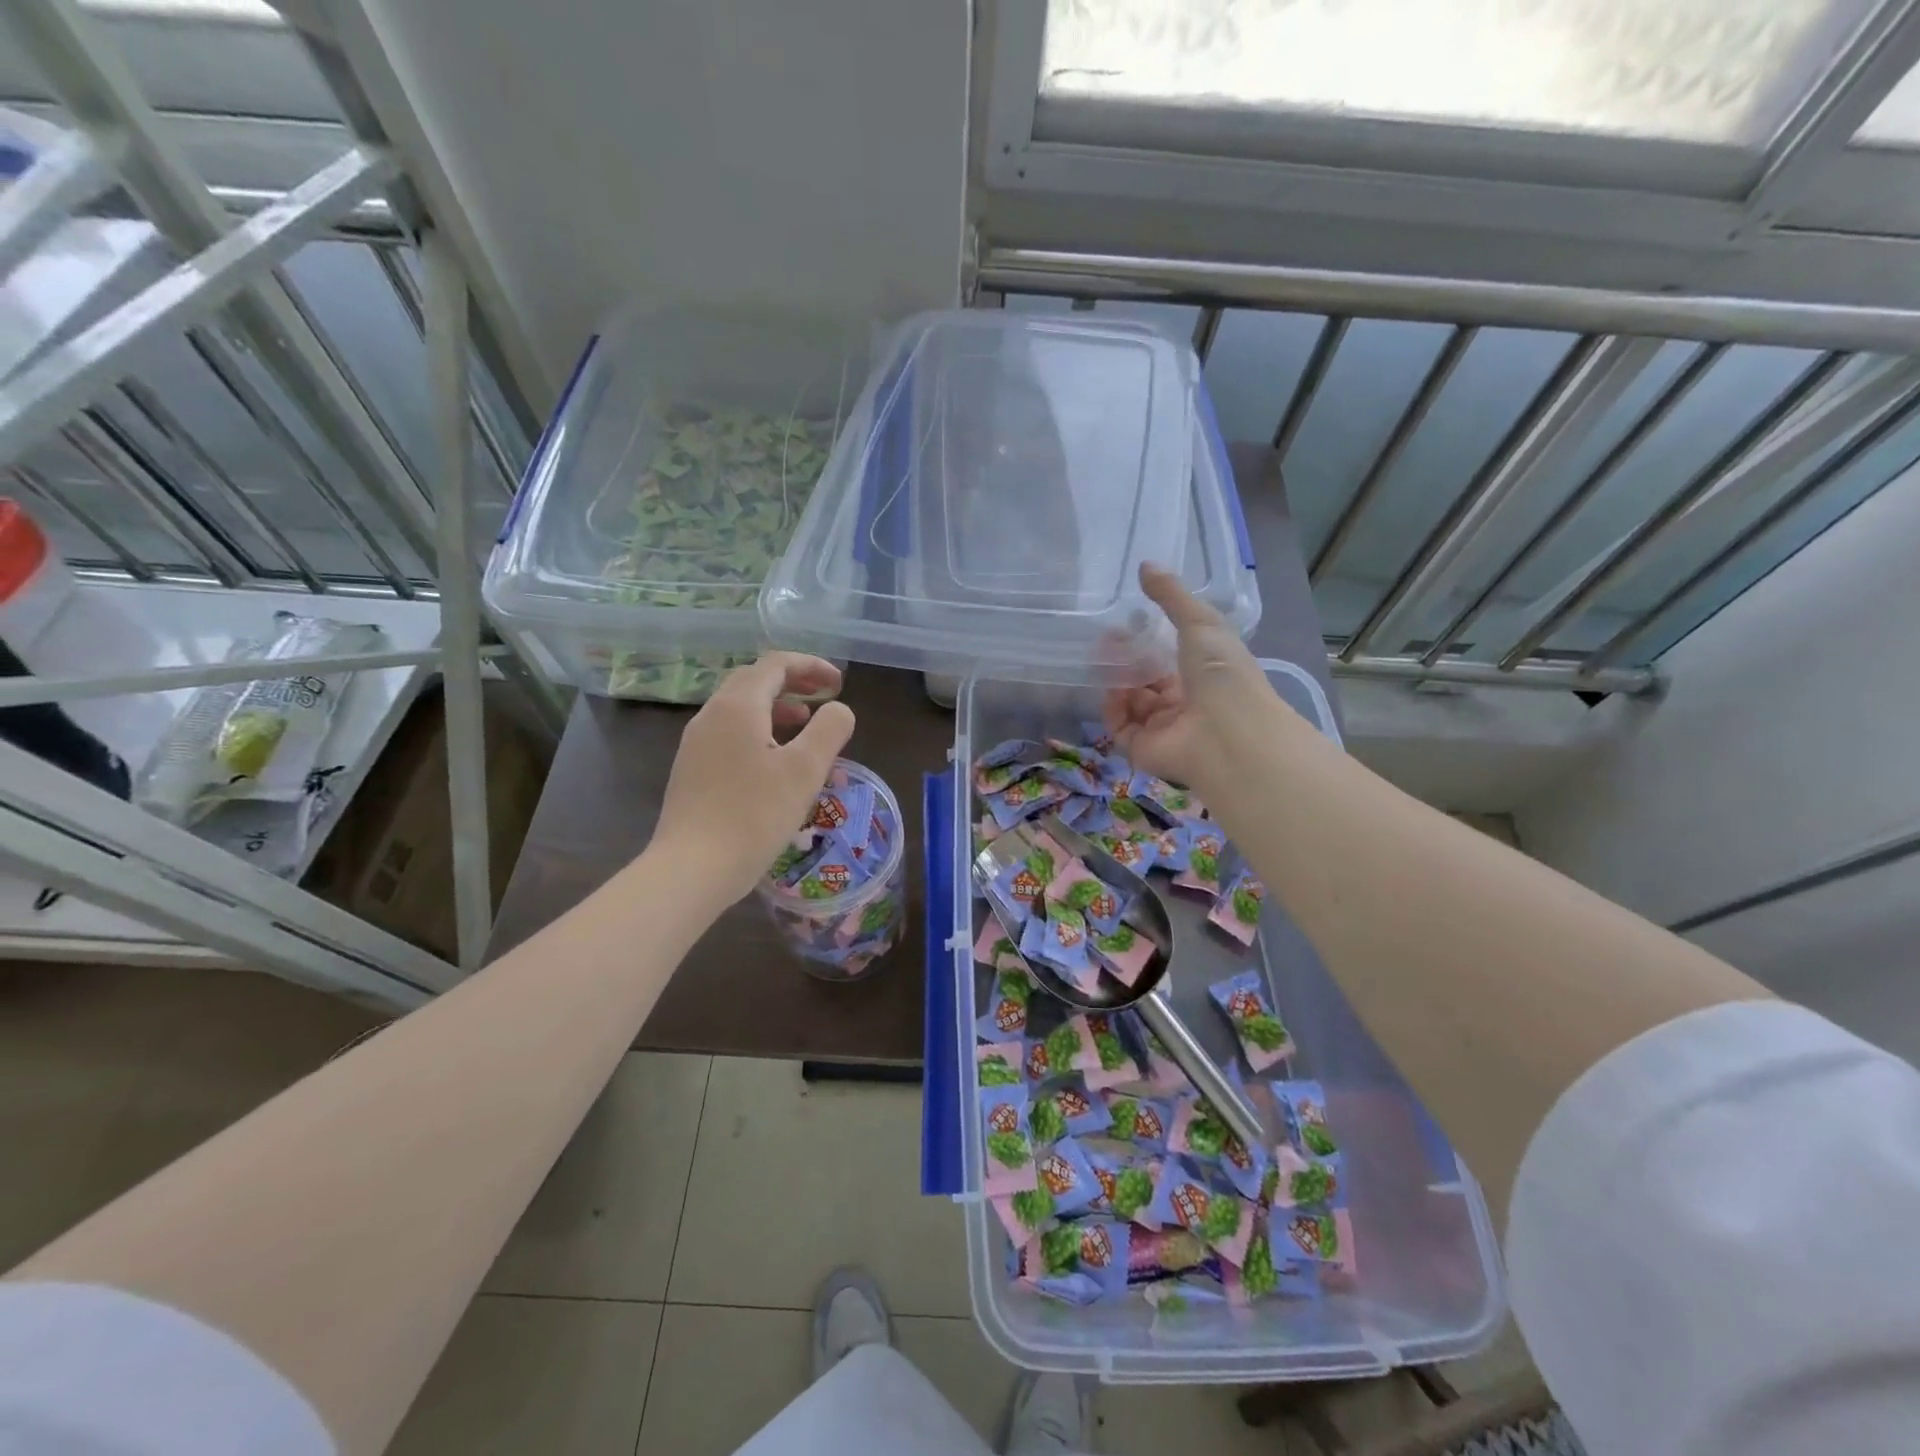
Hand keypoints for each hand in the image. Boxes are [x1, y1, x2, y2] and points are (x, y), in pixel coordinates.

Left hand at [651, 652, 855, 906]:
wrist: (692, 869)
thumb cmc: (754, 814)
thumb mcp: (805, 770)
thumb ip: (829, 730)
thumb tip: (838, 709)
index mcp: (737, 706)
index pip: (775, 664)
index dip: (811, 666)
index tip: (840, 683)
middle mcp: (711, 716)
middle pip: (754, 681)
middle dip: (793, 684)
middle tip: (824, 698)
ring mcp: (696, 744)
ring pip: (741, 711)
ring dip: (777, 710)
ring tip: (806, 729)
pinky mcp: (692, 771)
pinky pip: (731, 736)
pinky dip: (760, 734)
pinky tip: (777, 765)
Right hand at [1103, 563, 1285, 794]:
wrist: (1226, 733)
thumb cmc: (1221, 673)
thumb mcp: (1201, 622)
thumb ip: (1172, 596)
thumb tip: (1145, 564)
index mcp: (1204, 675)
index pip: (1172, 657)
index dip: (1149, 640)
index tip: (1126, 623)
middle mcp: (1184, 703)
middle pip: (1147, 680)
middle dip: (1127, 660)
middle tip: (1105, 641)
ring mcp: (1163, 728)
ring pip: (1130, 702)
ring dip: (1117, 681)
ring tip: (1103, 660)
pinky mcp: (1143, 748)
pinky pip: (1119, 726)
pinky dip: (1113, 708)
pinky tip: (1111, 690)